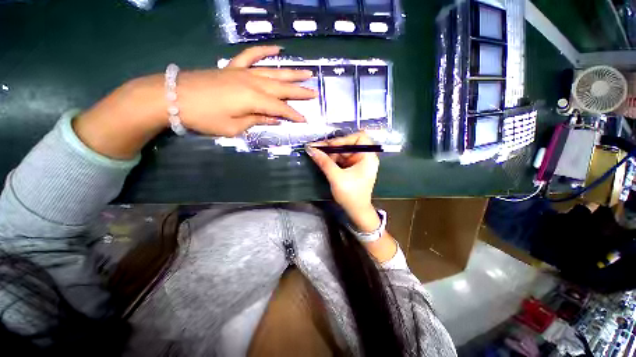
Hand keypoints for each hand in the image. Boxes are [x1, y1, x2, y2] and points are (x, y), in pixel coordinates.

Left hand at [74, 46, 316, 159]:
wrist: (173, 97)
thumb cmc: (204, 117)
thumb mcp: (233, 127)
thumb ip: (256, 121)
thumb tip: (274, 120)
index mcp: (254, 100)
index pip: (280, 108)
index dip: (294, 115)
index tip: (305, 120)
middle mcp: (253, 83)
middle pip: (282, 87)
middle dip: (299, 91)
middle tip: (314, 92)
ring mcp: (243, 72)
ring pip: (273, 71)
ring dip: (291, 73)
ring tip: (306, 72)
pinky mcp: (233, 67)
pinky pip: (251, 56)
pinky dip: (264, 51)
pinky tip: (276, 49)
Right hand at [307, 132, 380, 231]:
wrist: (356, 211)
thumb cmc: (350, 195)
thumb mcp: (336, 177)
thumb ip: (324, 162)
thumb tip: (310, 149)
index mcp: (368, 157)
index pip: (359, 138)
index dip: (344, 139)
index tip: (330, 146)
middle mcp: (365, 157)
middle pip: (349, 144)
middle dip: (333, 147)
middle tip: (317, 148)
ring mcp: (358, 162)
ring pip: (343, 152)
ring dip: (330, 153)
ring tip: (317, 154)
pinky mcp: (352, 168)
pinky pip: (342, 159)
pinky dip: (332, 159)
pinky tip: (323, 160)